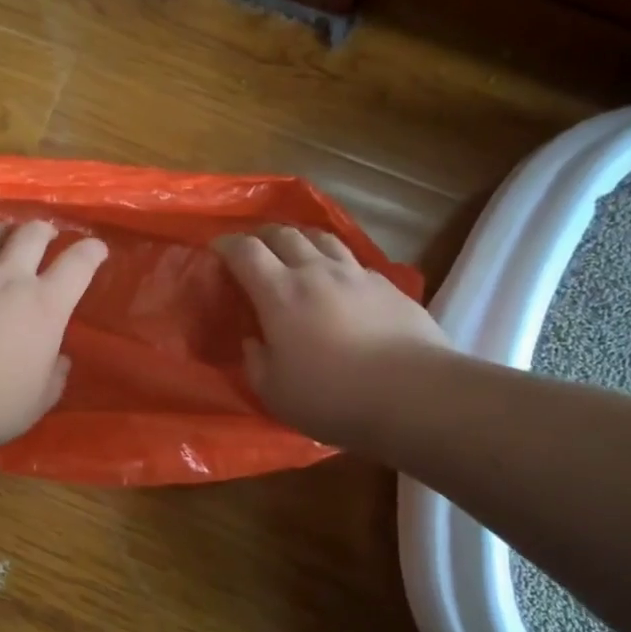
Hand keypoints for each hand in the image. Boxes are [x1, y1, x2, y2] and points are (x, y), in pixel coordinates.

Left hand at [0, 220, 107, 449]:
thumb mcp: (37, 401)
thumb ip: (54, 377)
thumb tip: (60, 360)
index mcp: (45, 306)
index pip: (78, 265)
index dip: (91, 252)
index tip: (96, 249)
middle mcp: (9, 279)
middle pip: (31, 235)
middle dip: (43, 230)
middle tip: (45, 234)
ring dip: (0, 230)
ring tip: (3, 232)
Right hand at [214, 226, 446, 445]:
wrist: (413, 394)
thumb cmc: (332, 397)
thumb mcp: (275, 392)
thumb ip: (256, 362)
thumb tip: (254, 342)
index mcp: (280, 293)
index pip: (245, 251)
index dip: (227, 244)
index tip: (217, 249)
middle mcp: (316, 272)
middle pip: (284, 234)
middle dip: (262, 236)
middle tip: (254, 248)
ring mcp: (356, 275)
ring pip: (322, 238)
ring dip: (302, 240)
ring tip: (296, 252)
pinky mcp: (388, 286)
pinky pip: (354, 262)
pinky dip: (336, 264)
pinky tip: (340, 283)